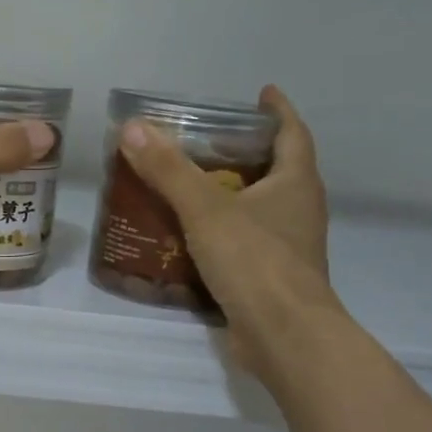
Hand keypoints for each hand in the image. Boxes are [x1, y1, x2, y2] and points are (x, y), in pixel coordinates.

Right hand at [116, 85, 337, 372]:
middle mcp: (299, 211)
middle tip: (207, 141)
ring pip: (260, 208)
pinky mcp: (271, 278)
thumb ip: (169, 170)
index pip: (293, 133)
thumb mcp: (206, 210)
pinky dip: (222, 231)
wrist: (284, 338)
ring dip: (232, 193)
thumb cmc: (255, 262)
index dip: (278, 111)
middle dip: (246, 152)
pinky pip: (246, 242)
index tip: (262, 93)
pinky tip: (189, 236)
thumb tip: (133, 128)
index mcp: (296, 184)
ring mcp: (288, 247)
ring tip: (190, 185)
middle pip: (277, 169)